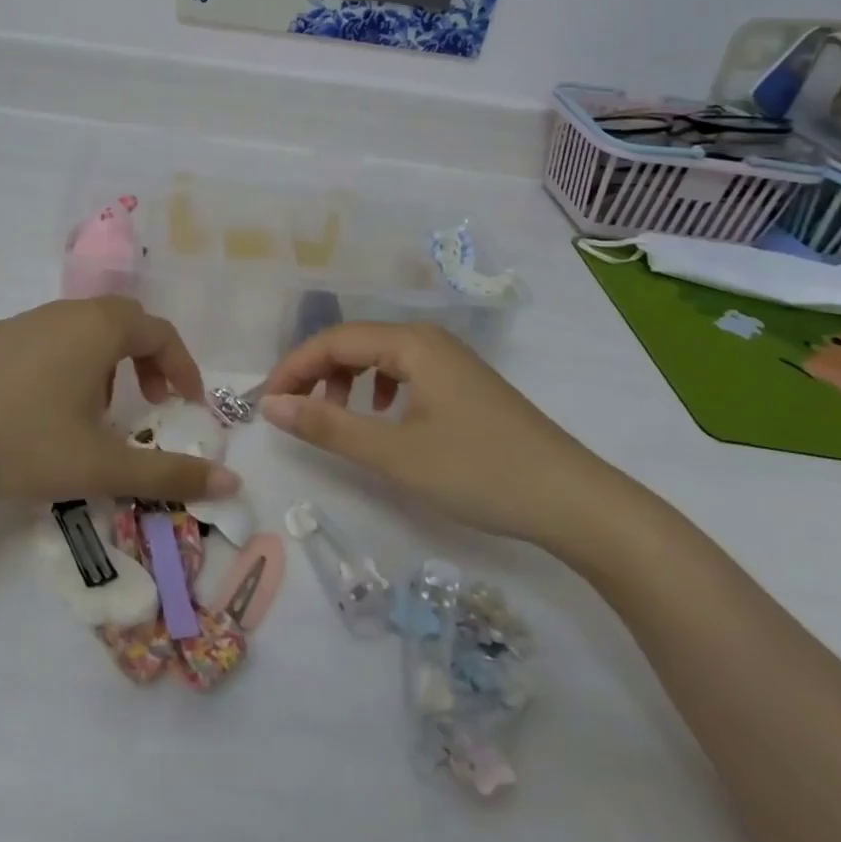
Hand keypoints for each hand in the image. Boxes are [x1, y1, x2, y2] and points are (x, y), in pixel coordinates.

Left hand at [0, 297, 239, 510]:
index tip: (188, 406)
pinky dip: (66, 363)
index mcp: (98, 328)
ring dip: (106, 361)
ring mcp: (21, 321)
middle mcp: (63, 313)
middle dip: (148, 359)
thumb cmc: (22, 443)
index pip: (160, 332)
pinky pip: (45, 339)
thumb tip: (231, 481)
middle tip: (152, 402)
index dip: (183, 367)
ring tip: (98, 411)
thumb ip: (169, 474)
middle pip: (123, 321)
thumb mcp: (101, 466)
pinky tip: (43, 410)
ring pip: (81, 329)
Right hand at [257, 322, 618, 547]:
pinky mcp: (464, 385)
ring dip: (345, 381)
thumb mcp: (394, 454)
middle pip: (355, 342)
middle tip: (291, 411)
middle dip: (316, 373)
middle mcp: (430, 339)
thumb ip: (327, 425)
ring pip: (380, 357)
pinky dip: (378, 390)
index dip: (293, 367)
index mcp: (411, 343)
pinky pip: (405, 373)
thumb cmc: (479, 473)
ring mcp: (451, 361)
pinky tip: (382, 418)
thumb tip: (270, 405)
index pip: (333, 340)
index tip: (266, 403)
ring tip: (333, 416)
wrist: (574, 502)